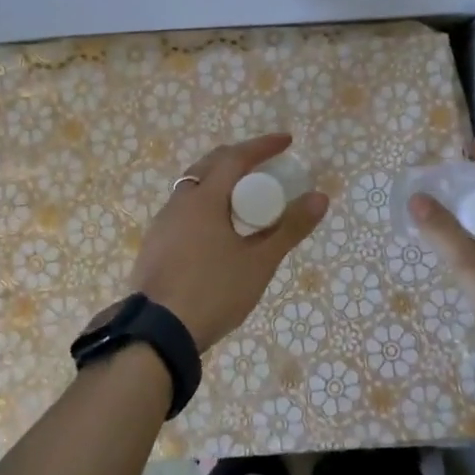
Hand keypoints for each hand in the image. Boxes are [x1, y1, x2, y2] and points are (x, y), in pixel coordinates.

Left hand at [130, 133, 328, 350]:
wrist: (157, 333)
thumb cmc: (212, 292)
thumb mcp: (259, 263)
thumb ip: (289, 228)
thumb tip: (320, 197)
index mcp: (203, 199)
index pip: (236, 158)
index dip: (263, 146)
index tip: (287, 141)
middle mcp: (178, 203)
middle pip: (209, 166)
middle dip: (238, 159)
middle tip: (264, 165)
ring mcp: (162, 224)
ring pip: (193, 188)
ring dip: (219, 182)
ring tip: (243, 197)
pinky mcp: (154, 245)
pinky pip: (184, 211)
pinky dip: (206, 205)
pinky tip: (217, 229)